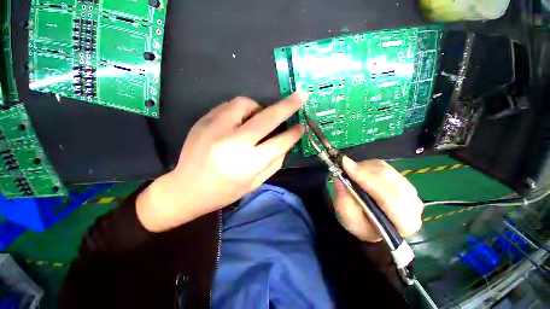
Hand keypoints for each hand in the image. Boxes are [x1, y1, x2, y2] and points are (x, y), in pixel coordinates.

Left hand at [136, 91, 307, 231]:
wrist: (186, 189)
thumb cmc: (224, 191)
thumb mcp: (255, 183)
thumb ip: (273, 162)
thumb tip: (286, 142)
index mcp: (248, 162)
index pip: (279, 143)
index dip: (294, 133)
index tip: (302, 126)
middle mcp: (234, 142)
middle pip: (267, 118)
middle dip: (288, 105)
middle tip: (301, 96)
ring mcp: (216, 128)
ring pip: (246, 104)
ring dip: (258, 108)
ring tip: (257, 118)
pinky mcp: (204, 121)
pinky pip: (229, 106)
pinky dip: (240, 110)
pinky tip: (239, 121)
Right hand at [333, 157, 423, 241]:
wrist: (373, 225)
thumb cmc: (362, 226)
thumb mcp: (348, 220)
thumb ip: (344, 202)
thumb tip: (340, 179)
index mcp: (404, 223)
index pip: (389, 198)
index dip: (366, 179)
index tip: (346, 166)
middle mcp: (413, 206)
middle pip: (389, 180)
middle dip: (364, 171)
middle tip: (344, 164)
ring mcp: (411, 191)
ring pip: (387, 171)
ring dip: (365, 168)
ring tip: (350, 171)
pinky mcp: (404, 180)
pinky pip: (386, 167)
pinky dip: (370, 165)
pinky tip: (360, 170)